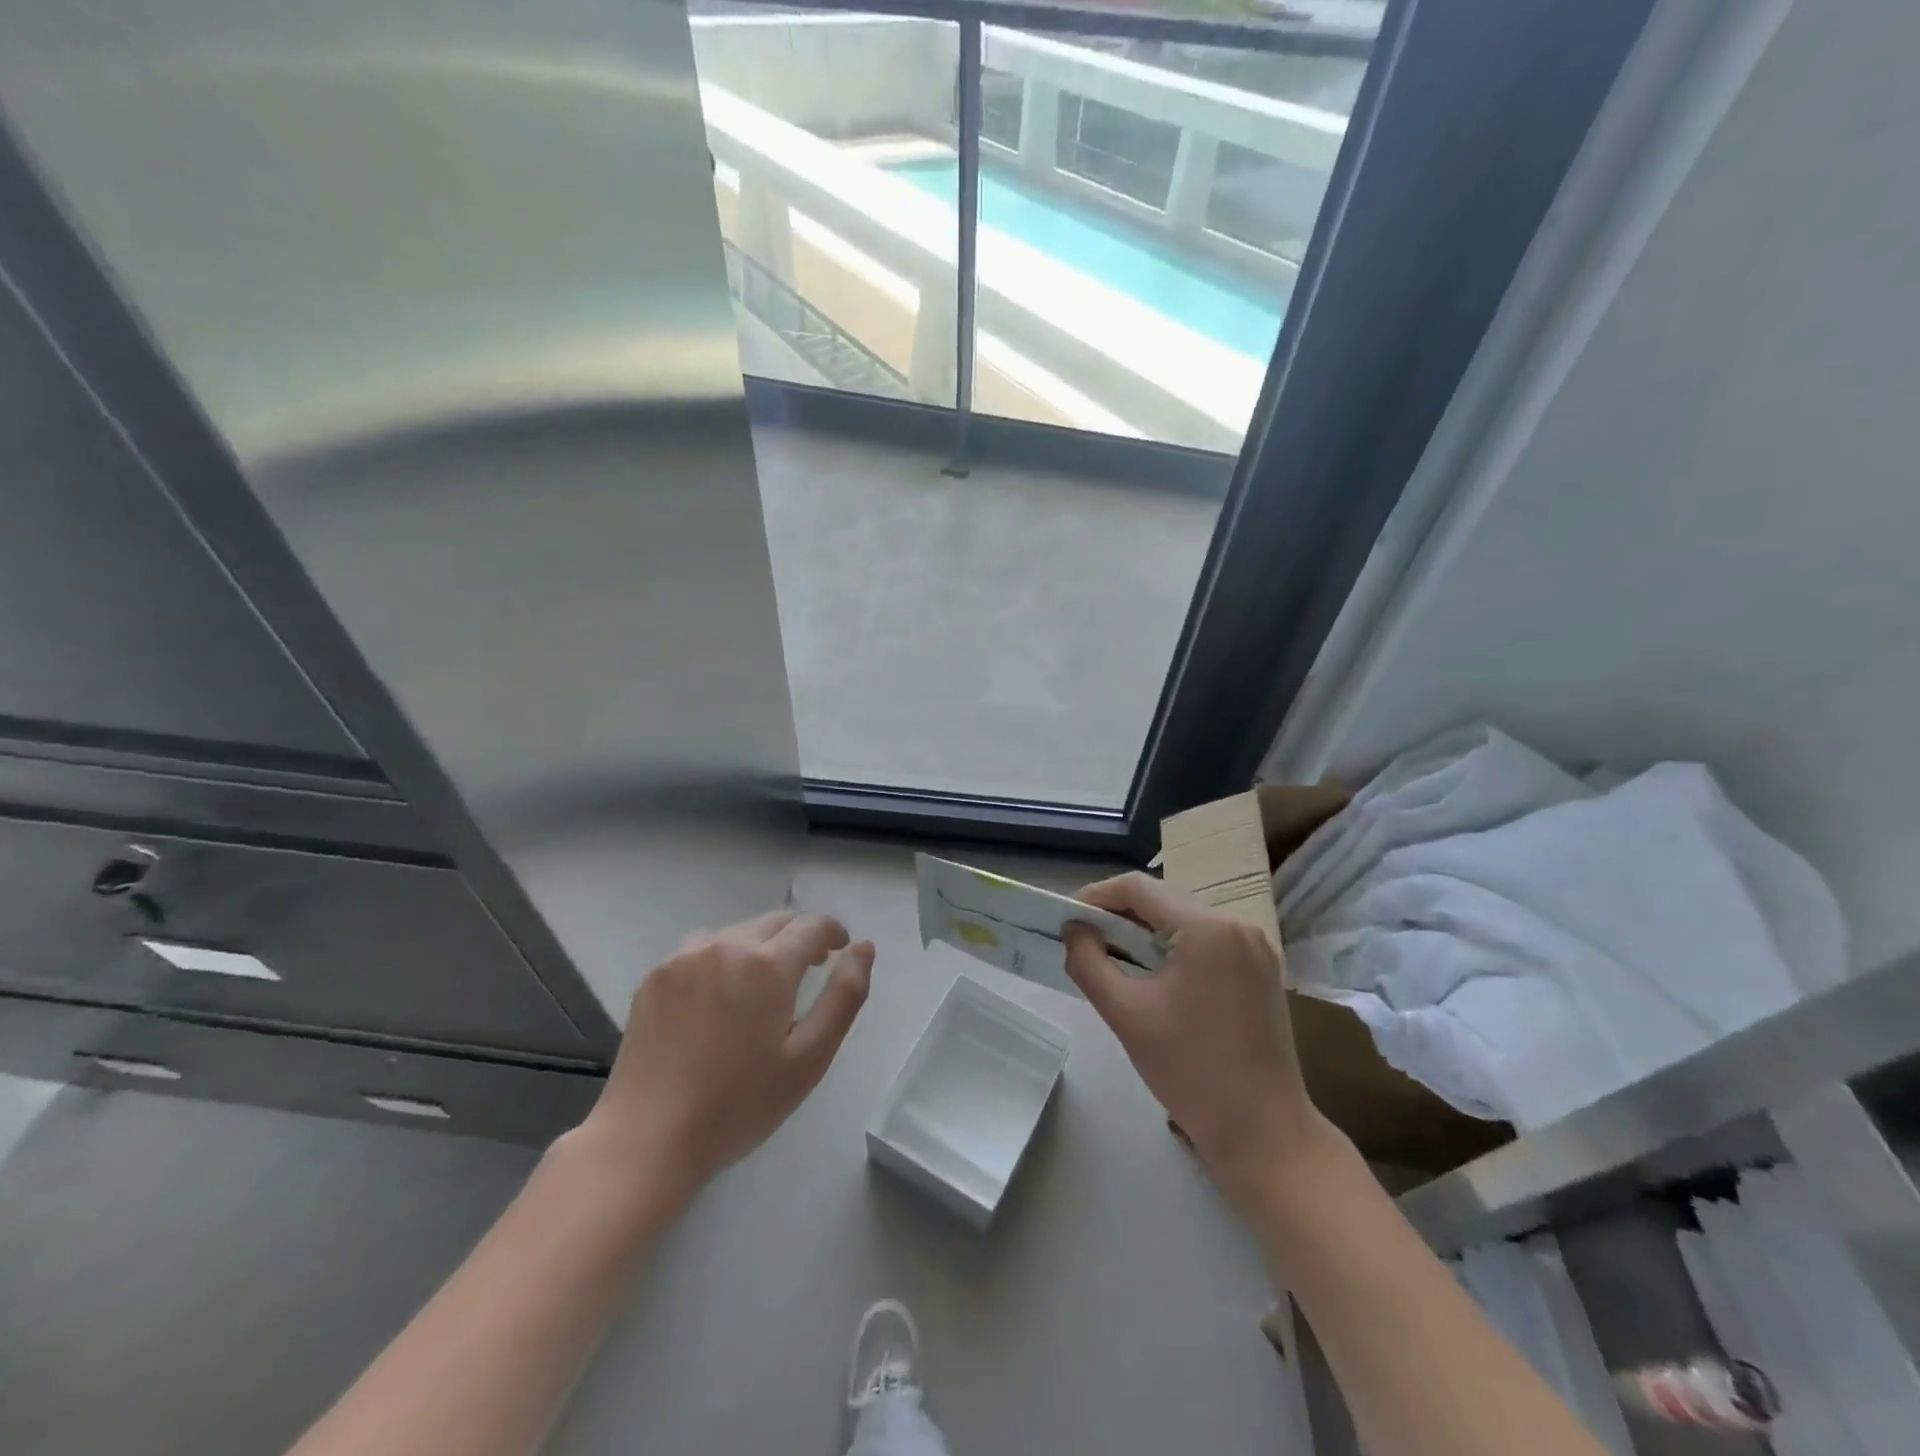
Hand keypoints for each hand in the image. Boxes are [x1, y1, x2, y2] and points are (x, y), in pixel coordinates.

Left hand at [575, 909, 873, 1201]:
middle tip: (809, 971)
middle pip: (776, 921)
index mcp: (768, 964)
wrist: (646, 1140)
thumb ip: (845, 995)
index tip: (840, 952)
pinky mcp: (655, 976)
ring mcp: (684, 957)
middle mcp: (726, 945)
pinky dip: (721, 959)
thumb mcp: (809, 1058)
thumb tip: (864, 947)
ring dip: (759, 947)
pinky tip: (717, 999)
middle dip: (800, 938)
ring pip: (738, 932)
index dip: (834, 933)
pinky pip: (701, 949)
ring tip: (761, 987)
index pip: (813, 925)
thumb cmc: (739, 1104)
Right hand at [1063, 874, 1328, 1207]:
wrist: (1263, 1132)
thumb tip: (1073, 929)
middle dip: (1119, 916)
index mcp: (1208, 928)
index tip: (1068, 920)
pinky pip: (1206, 941)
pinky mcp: (1261, 969)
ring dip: (1145, 932)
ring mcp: (1255, 947)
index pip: (1138, 889)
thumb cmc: (1190, 1071)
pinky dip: (1174, 948)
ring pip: (1184, 919)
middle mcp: (1237, 925)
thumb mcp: (1126, 1014)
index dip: (1096, 896)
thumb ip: (1088, 962)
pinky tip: (1155, 976)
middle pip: (1163, 900)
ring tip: (1114, 959)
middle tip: (1085, 942)